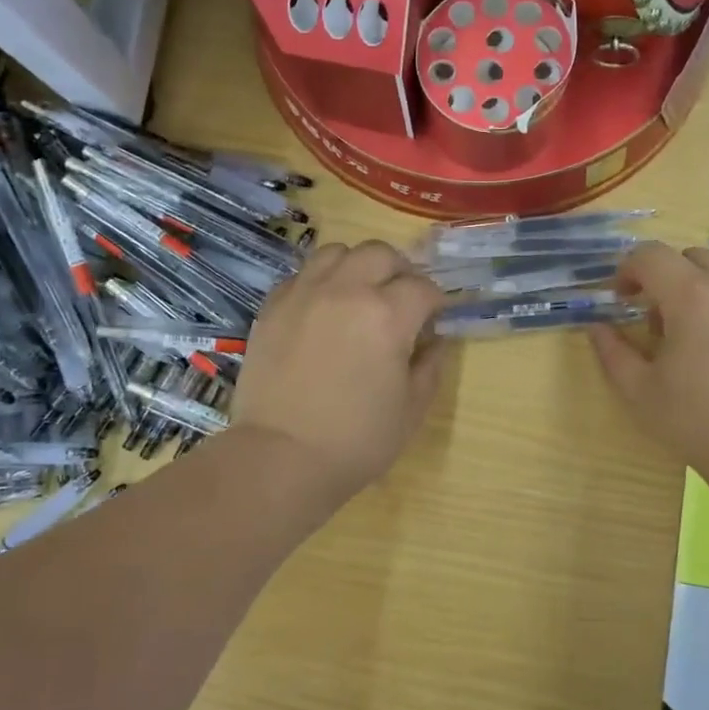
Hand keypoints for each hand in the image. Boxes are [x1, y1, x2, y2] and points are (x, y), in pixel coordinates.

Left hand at [232, 240, 447, 497]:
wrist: (282, 457)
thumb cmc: (357, 439)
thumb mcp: (412, 408)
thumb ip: (430, 365)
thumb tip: (434, 340)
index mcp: (388, 315)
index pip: (422, 287)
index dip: (435, 302)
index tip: (435, 319)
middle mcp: (346, 291)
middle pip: (380, 253)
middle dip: (399, 271)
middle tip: (401, 300)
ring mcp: (304, 294)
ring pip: (337, 252)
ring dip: (357, 267)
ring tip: (359, 295)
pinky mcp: (273, 307)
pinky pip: (302, 274)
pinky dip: (320, 282)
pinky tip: (323, 309)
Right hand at [589, 242, 708, 489]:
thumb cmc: (701, 426)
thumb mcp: (641, 394)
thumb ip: (612, 352)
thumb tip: (598, 327)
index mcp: (693, 297)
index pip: (650, 255)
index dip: (628, 270)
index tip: (623, 299)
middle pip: (693, 258)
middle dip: (670, 279)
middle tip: (664, 323)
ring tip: (708, 346)